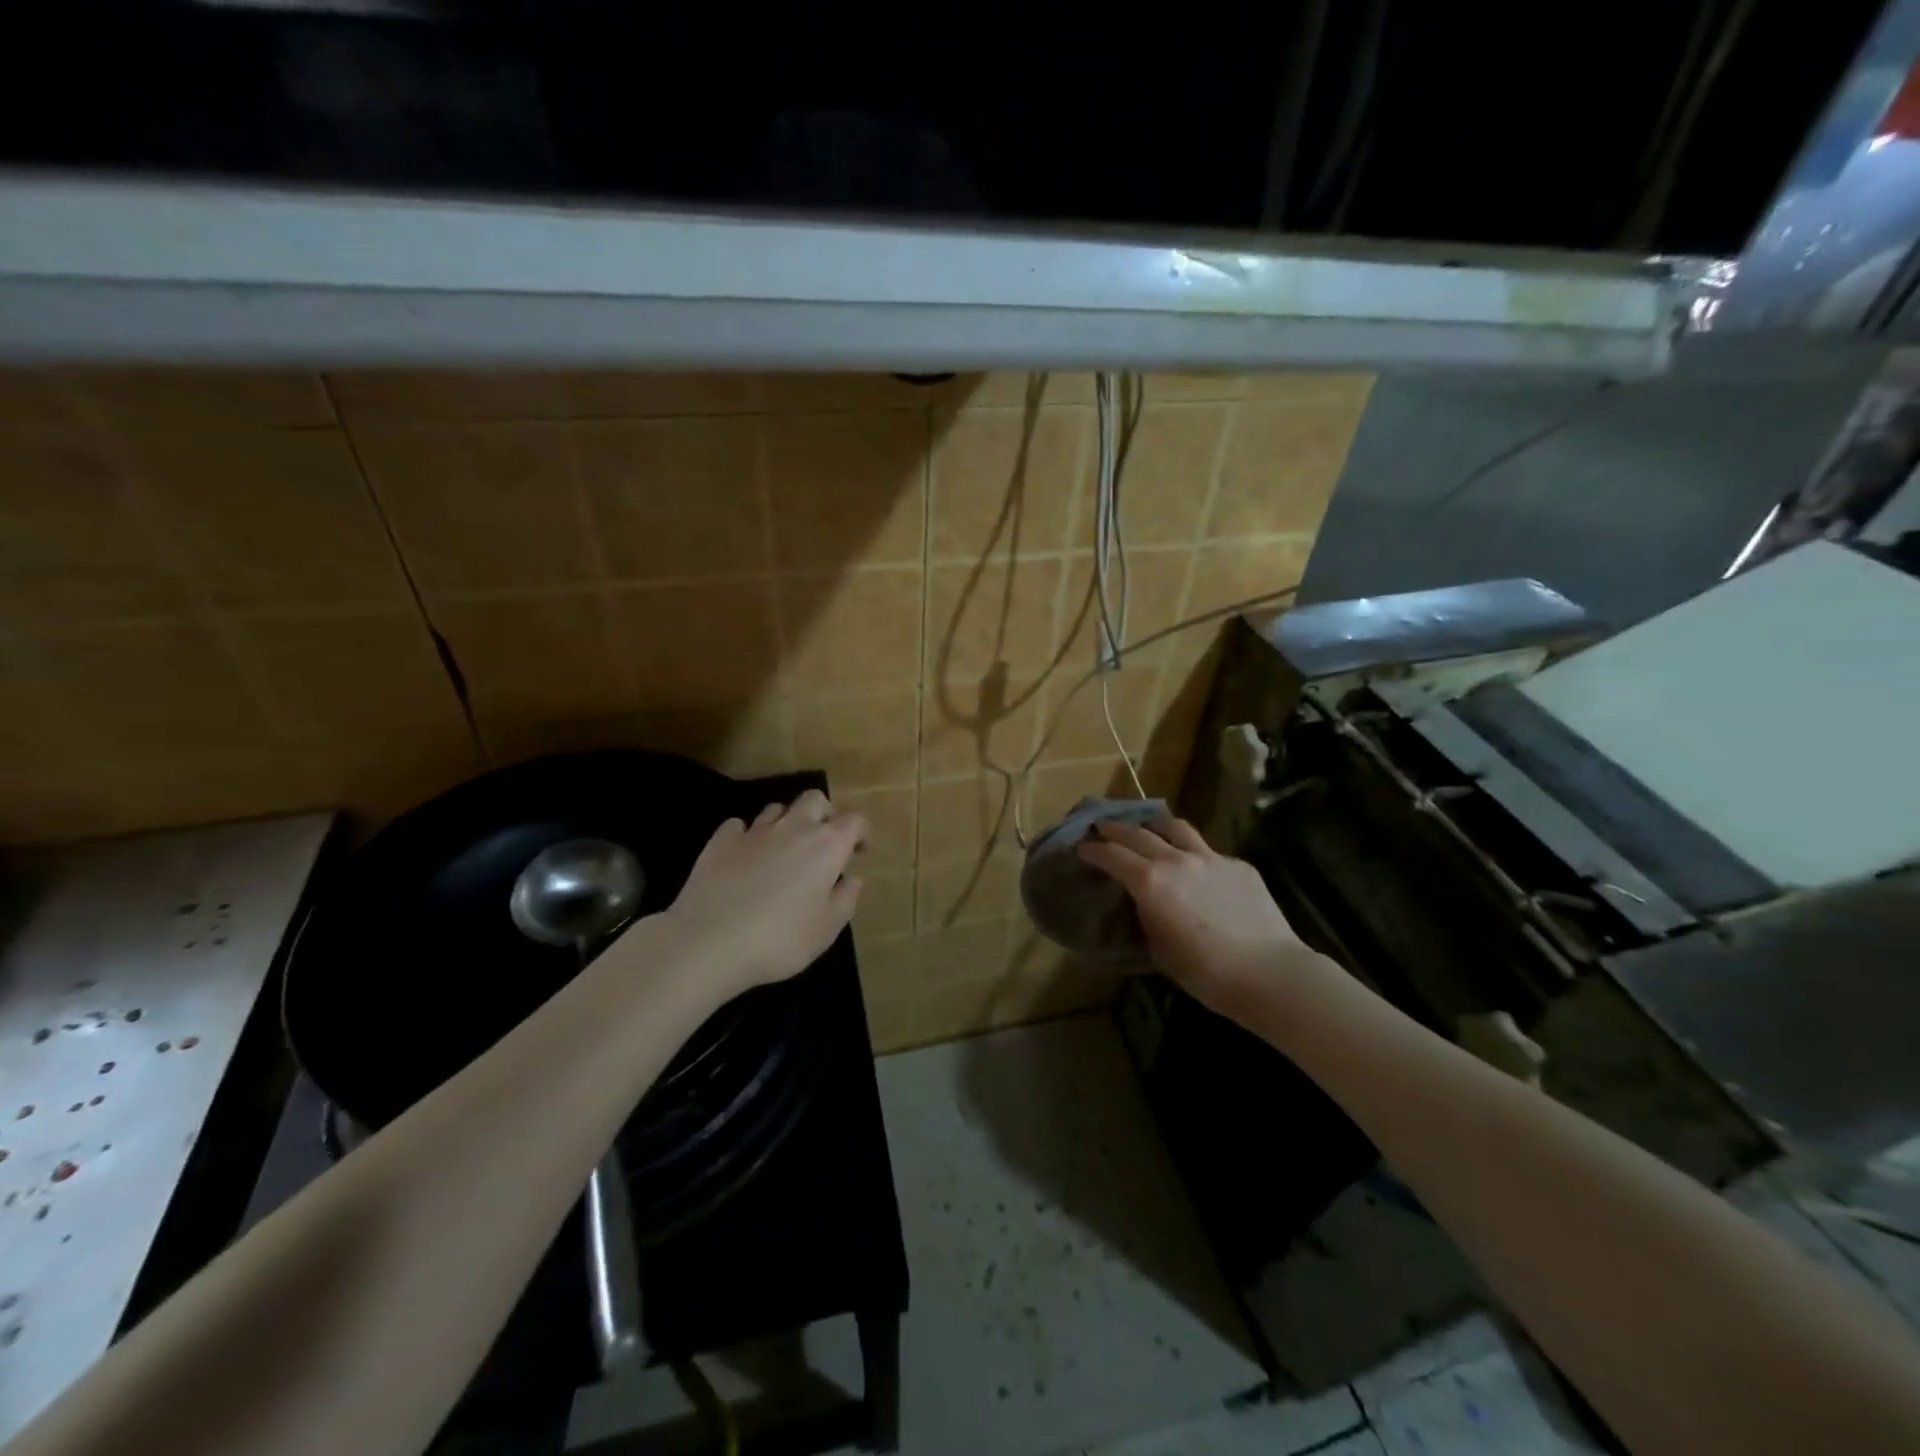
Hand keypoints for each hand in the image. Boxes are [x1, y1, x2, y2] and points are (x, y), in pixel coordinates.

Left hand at [656, 790, 866, 1003]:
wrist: (708, 942)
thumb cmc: (779, 939)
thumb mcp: (826, 930)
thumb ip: (845, 900)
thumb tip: (852, 879)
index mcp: (826, 846)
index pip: (854, 821)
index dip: (860, 833)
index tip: (857, 853)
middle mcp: (793, 828)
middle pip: (815, 800)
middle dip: (824, 814)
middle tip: (823, 842)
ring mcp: (754, 831)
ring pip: (777, 808)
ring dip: (786, 822)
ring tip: (783, 850)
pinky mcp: (720, 841)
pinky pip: (738, 825)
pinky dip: (746, 835)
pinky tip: (744, 855)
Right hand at [1077, 816, 1319, 1019]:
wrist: (1269, 973)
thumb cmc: (1205, 973)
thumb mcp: (1159, 949)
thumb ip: (1147, 917)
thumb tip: (1145, 904)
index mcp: (1150, 881)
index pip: (1112, 855)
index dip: (1093, 850)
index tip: (1082, 847)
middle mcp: (1176, 860)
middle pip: (1138, 833)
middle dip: (1115, 828)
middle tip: (1102, 827)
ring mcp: (1211, 858)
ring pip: (1176, 828)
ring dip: (1154, 825)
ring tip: (1148, 827)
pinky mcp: (1238, 865)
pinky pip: (1208, 851)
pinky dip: (1192, 853)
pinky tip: (1196, 867)